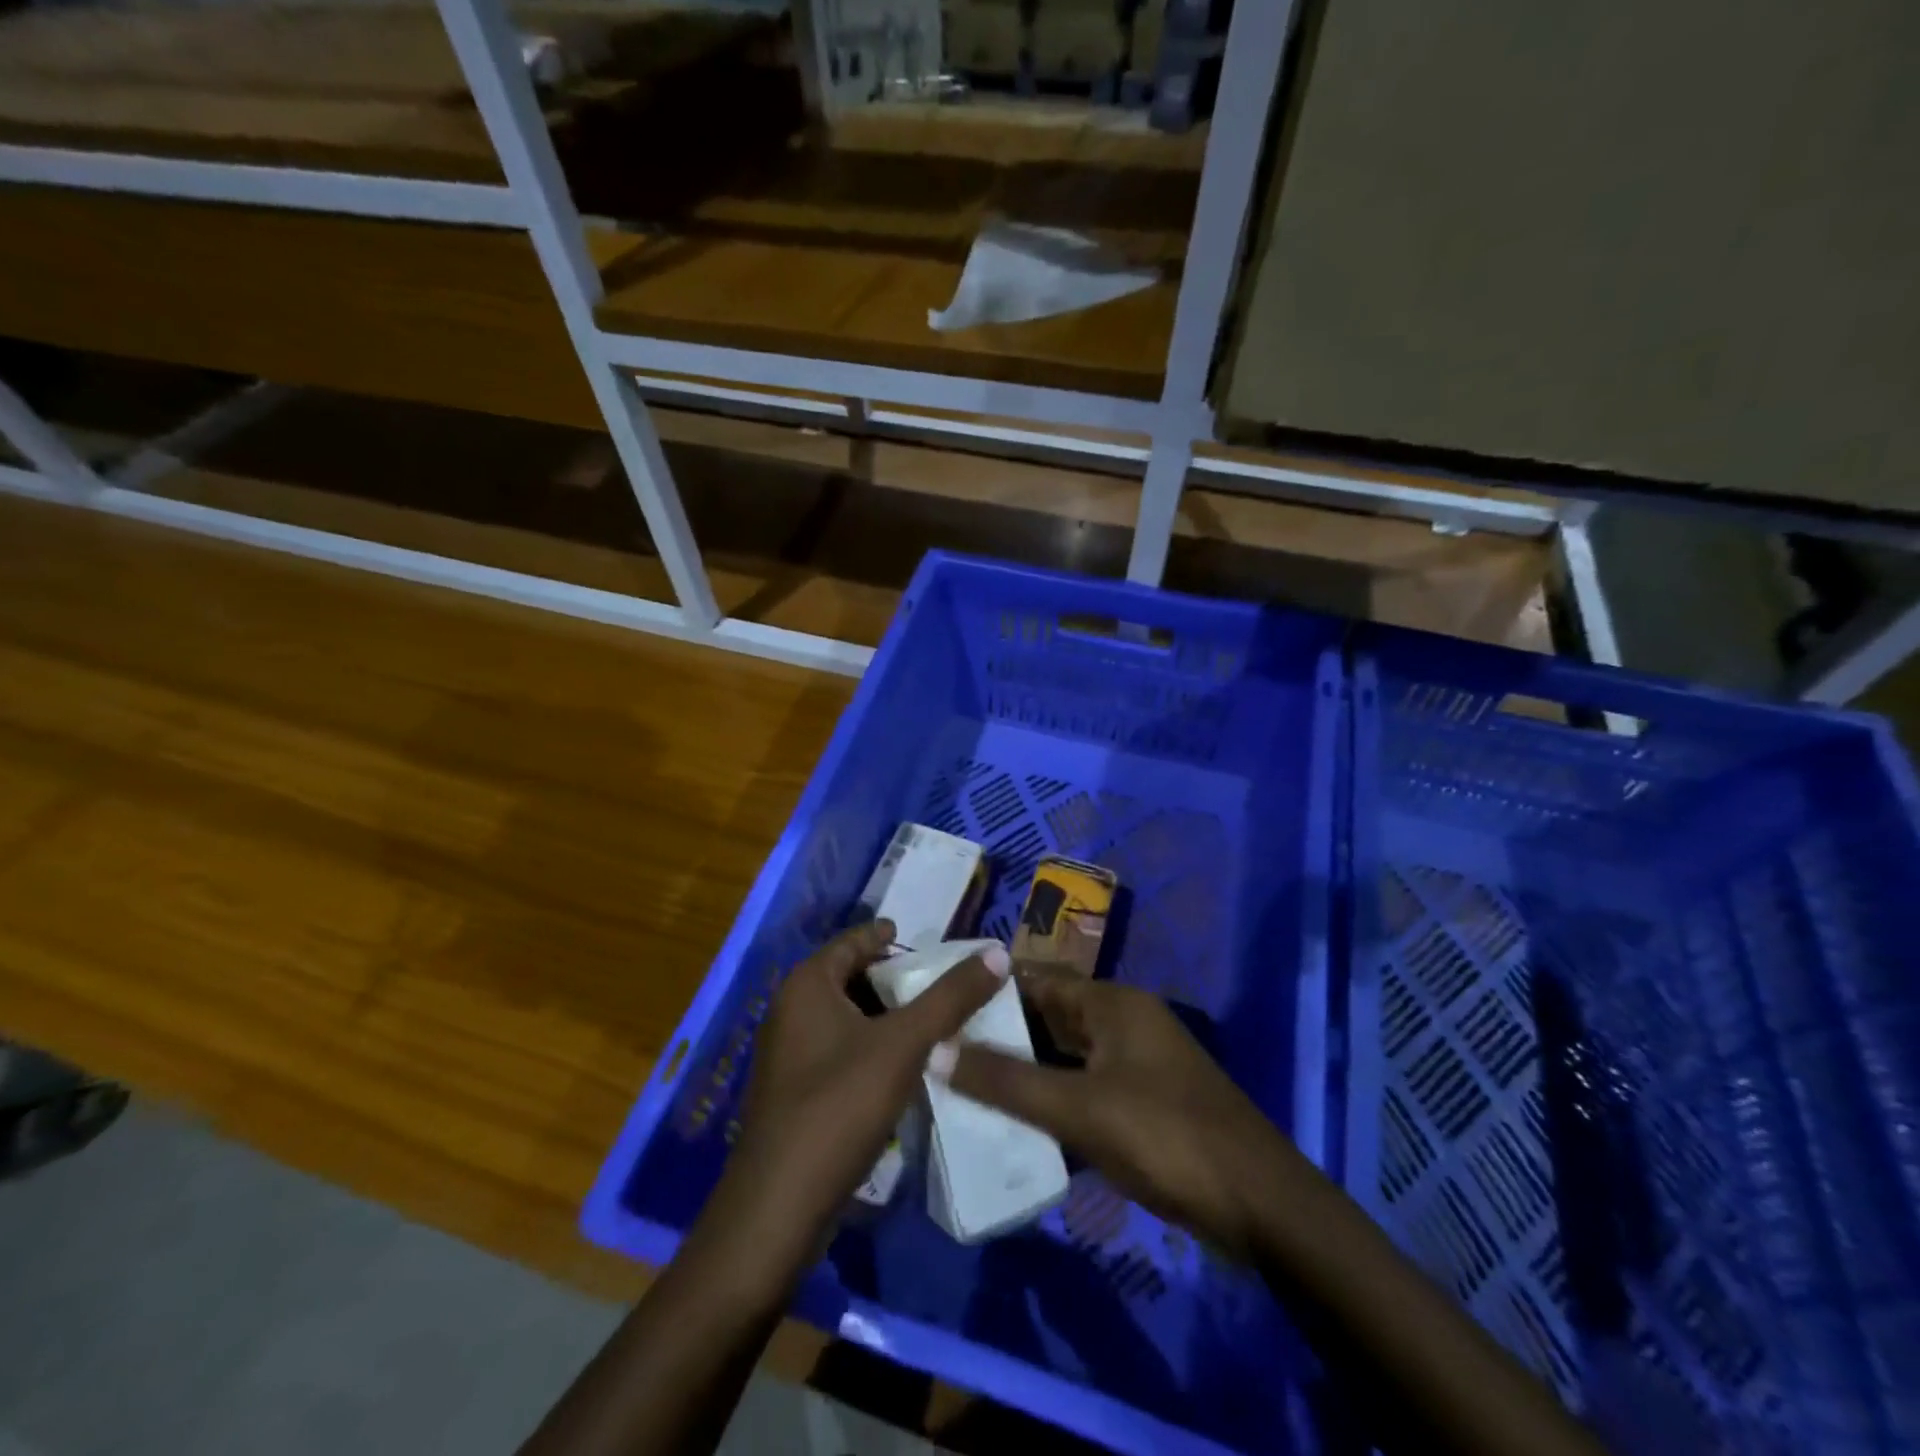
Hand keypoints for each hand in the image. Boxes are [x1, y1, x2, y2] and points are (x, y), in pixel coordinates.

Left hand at [708, 921, 1007, 1277]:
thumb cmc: (839, 1106)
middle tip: (945, 984)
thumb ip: (951, 997)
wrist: (779, 1208)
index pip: (855, 940)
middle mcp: (791, 1010)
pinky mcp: (797, 1092)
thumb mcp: (904, 1044)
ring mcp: (791, 1054)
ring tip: (937, 1021)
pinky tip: (908, 1066)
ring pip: (849, 1018)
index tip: (932, 942)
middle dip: (897, 980)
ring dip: (889, 1017)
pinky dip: (875, 1048)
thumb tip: (997, 952)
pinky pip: (842, 1050)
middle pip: (853, 978)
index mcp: (807, 985)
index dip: (892, 938)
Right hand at [946, 967, 1294, 1260]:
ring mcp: (1137, 1062)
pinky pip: (1084, 1086)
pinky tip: (1017, 1121)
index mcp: (1113, 1003)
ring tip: (965, 1083)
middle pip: (1051, 1016)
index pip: (1037, 980)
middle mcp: (1125, 1021)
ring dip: (1024, 1068)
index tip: (941, 1004)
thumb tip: (934, 1050)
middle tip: (943, 1048)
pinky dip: (1052, 1097)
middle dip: (1002, 1032)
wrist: (1261, 1206)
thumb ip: (1005, 1081)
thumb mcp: (1078, 1108)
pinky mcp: (1145, 1101)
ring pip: (1066, 1054)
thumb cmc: (1165, 1137)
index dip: (990, 989)